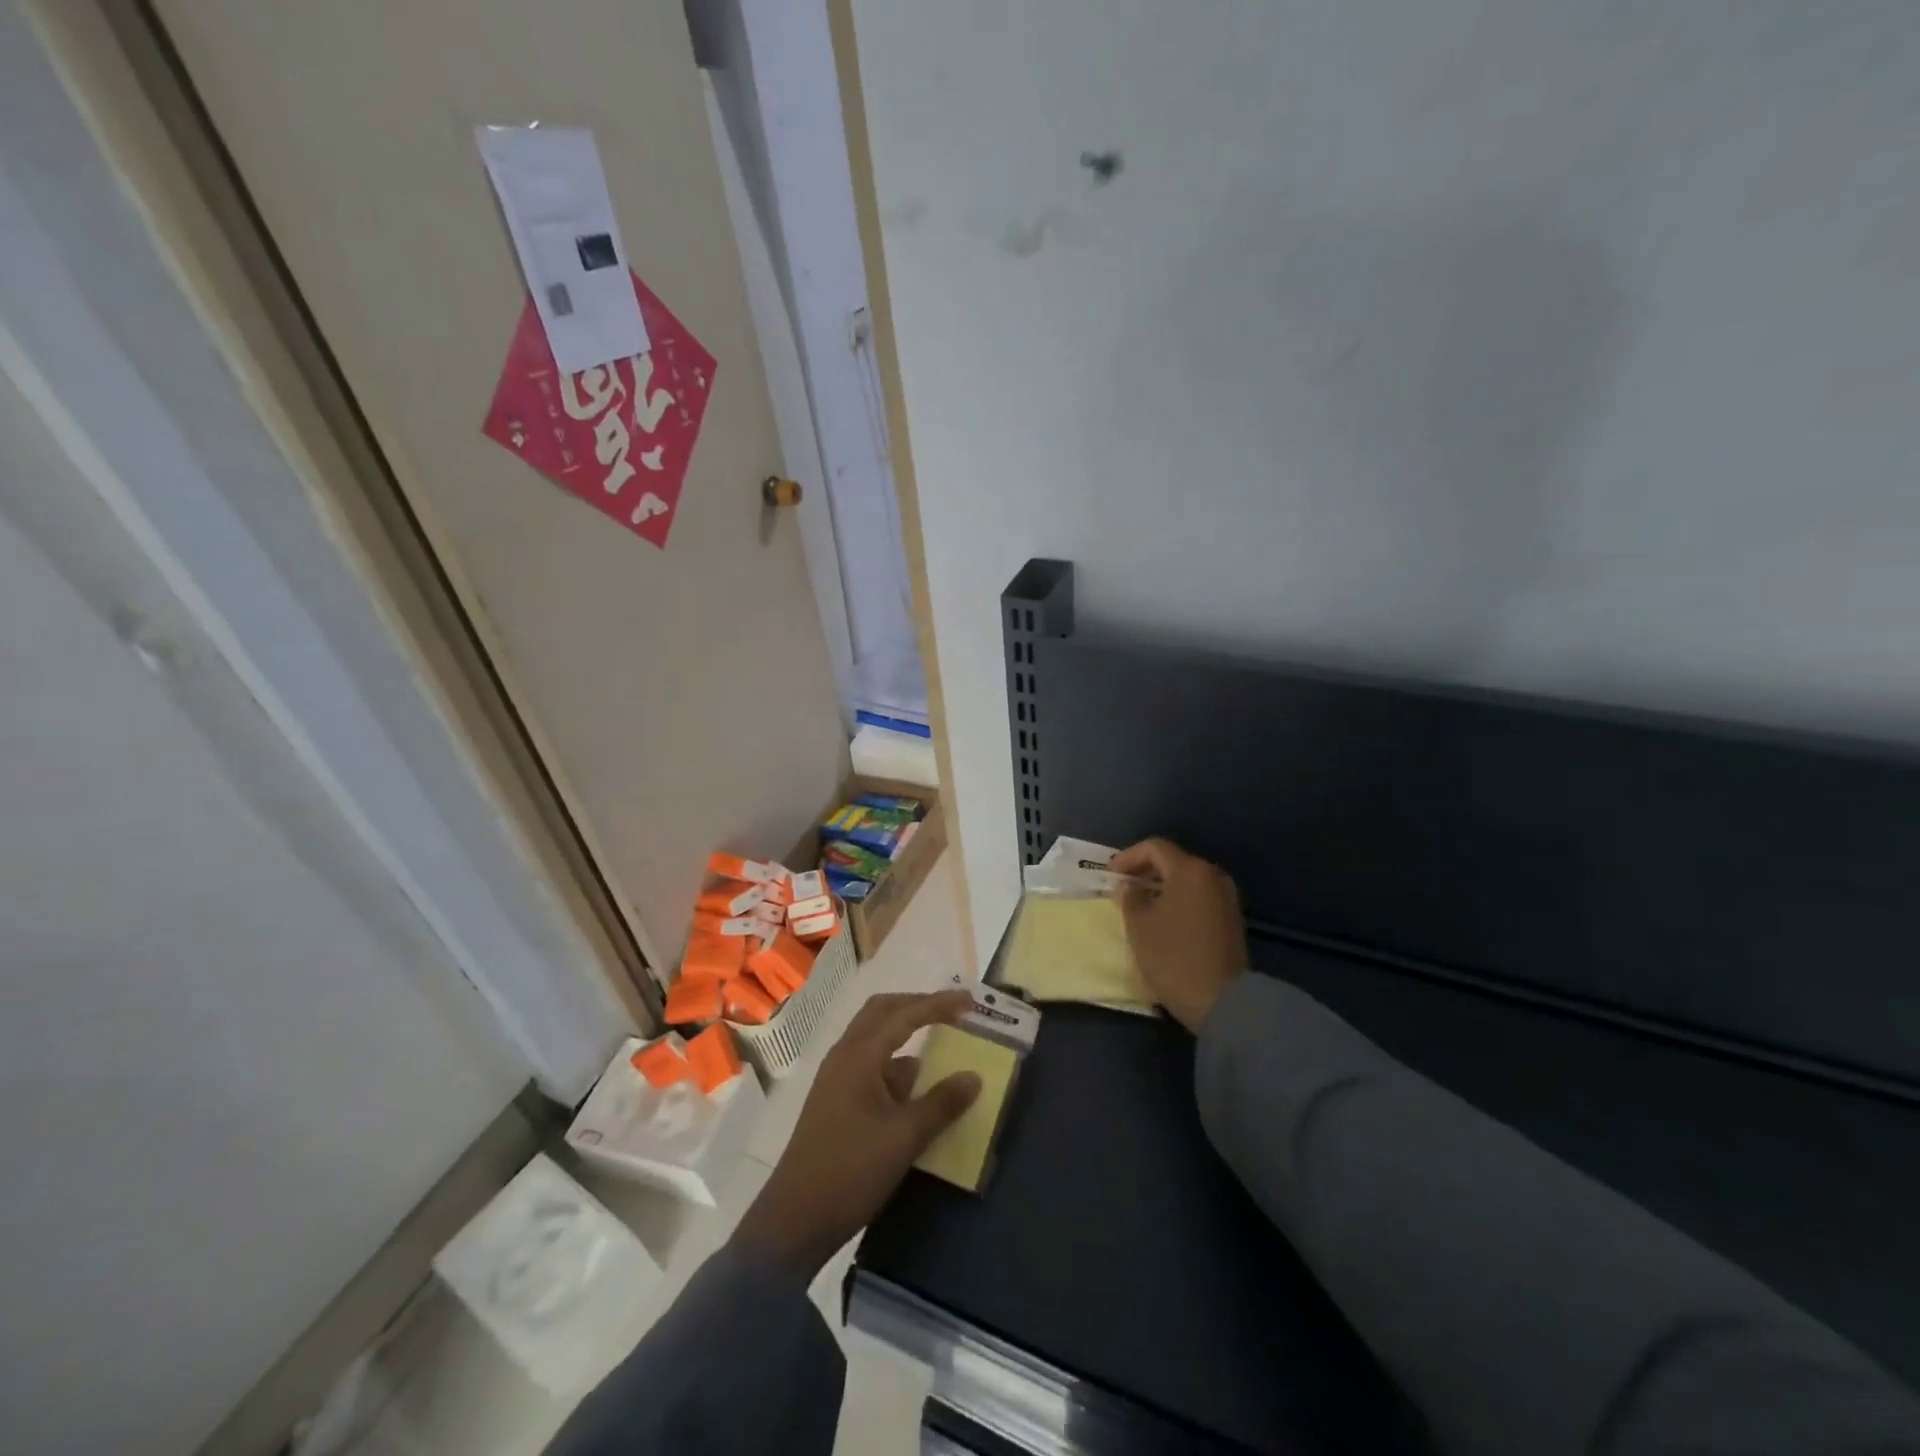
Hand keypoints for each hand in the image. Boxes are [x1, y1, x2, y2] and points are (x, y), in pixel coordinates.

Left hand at [731, 990, 980, 1277]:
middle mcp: (845, 1055)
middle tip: (952, 1013)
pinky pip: (870, 1065)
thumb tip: (974, 1076)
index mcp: (859, 1055)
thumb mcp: (904, 1138)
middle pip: (883, 1012)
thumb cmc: (850, 1171)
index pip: (904, 1014)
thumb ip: (941, 1104)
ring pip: (875, 1039)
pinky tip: (915, 1089)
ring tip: (939, 1049)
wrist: (794, 1221)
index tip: (971, 1003)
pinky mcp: (835, 1100)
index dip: (939, 1004)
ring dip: (906, 1036)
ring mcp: (836, 1078)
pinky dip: (895, 1065)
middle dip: (918, 1007)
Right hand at [1112, 838, 1247, 1033]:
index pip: (1154, 848)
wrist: (1223, 1002)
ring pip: (1186, 882)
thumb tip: (1127, 887)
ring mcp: (1227, 898)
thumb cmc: (1173, 957)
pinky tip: (1162, 921)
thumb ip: (1129, 898)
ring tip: (1139, 907)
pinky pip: (1198, 899)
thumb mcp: (1139, 926)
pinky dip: (1177, 902)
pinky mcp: (1231, 920)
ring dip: (1161, 888)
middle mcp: (1212, 876)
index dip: (1127, 858)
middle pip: (1173, 862)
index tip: (1109, 876)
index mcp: (1190, 870)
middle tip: (1122, 890)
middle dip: (1144, 872)